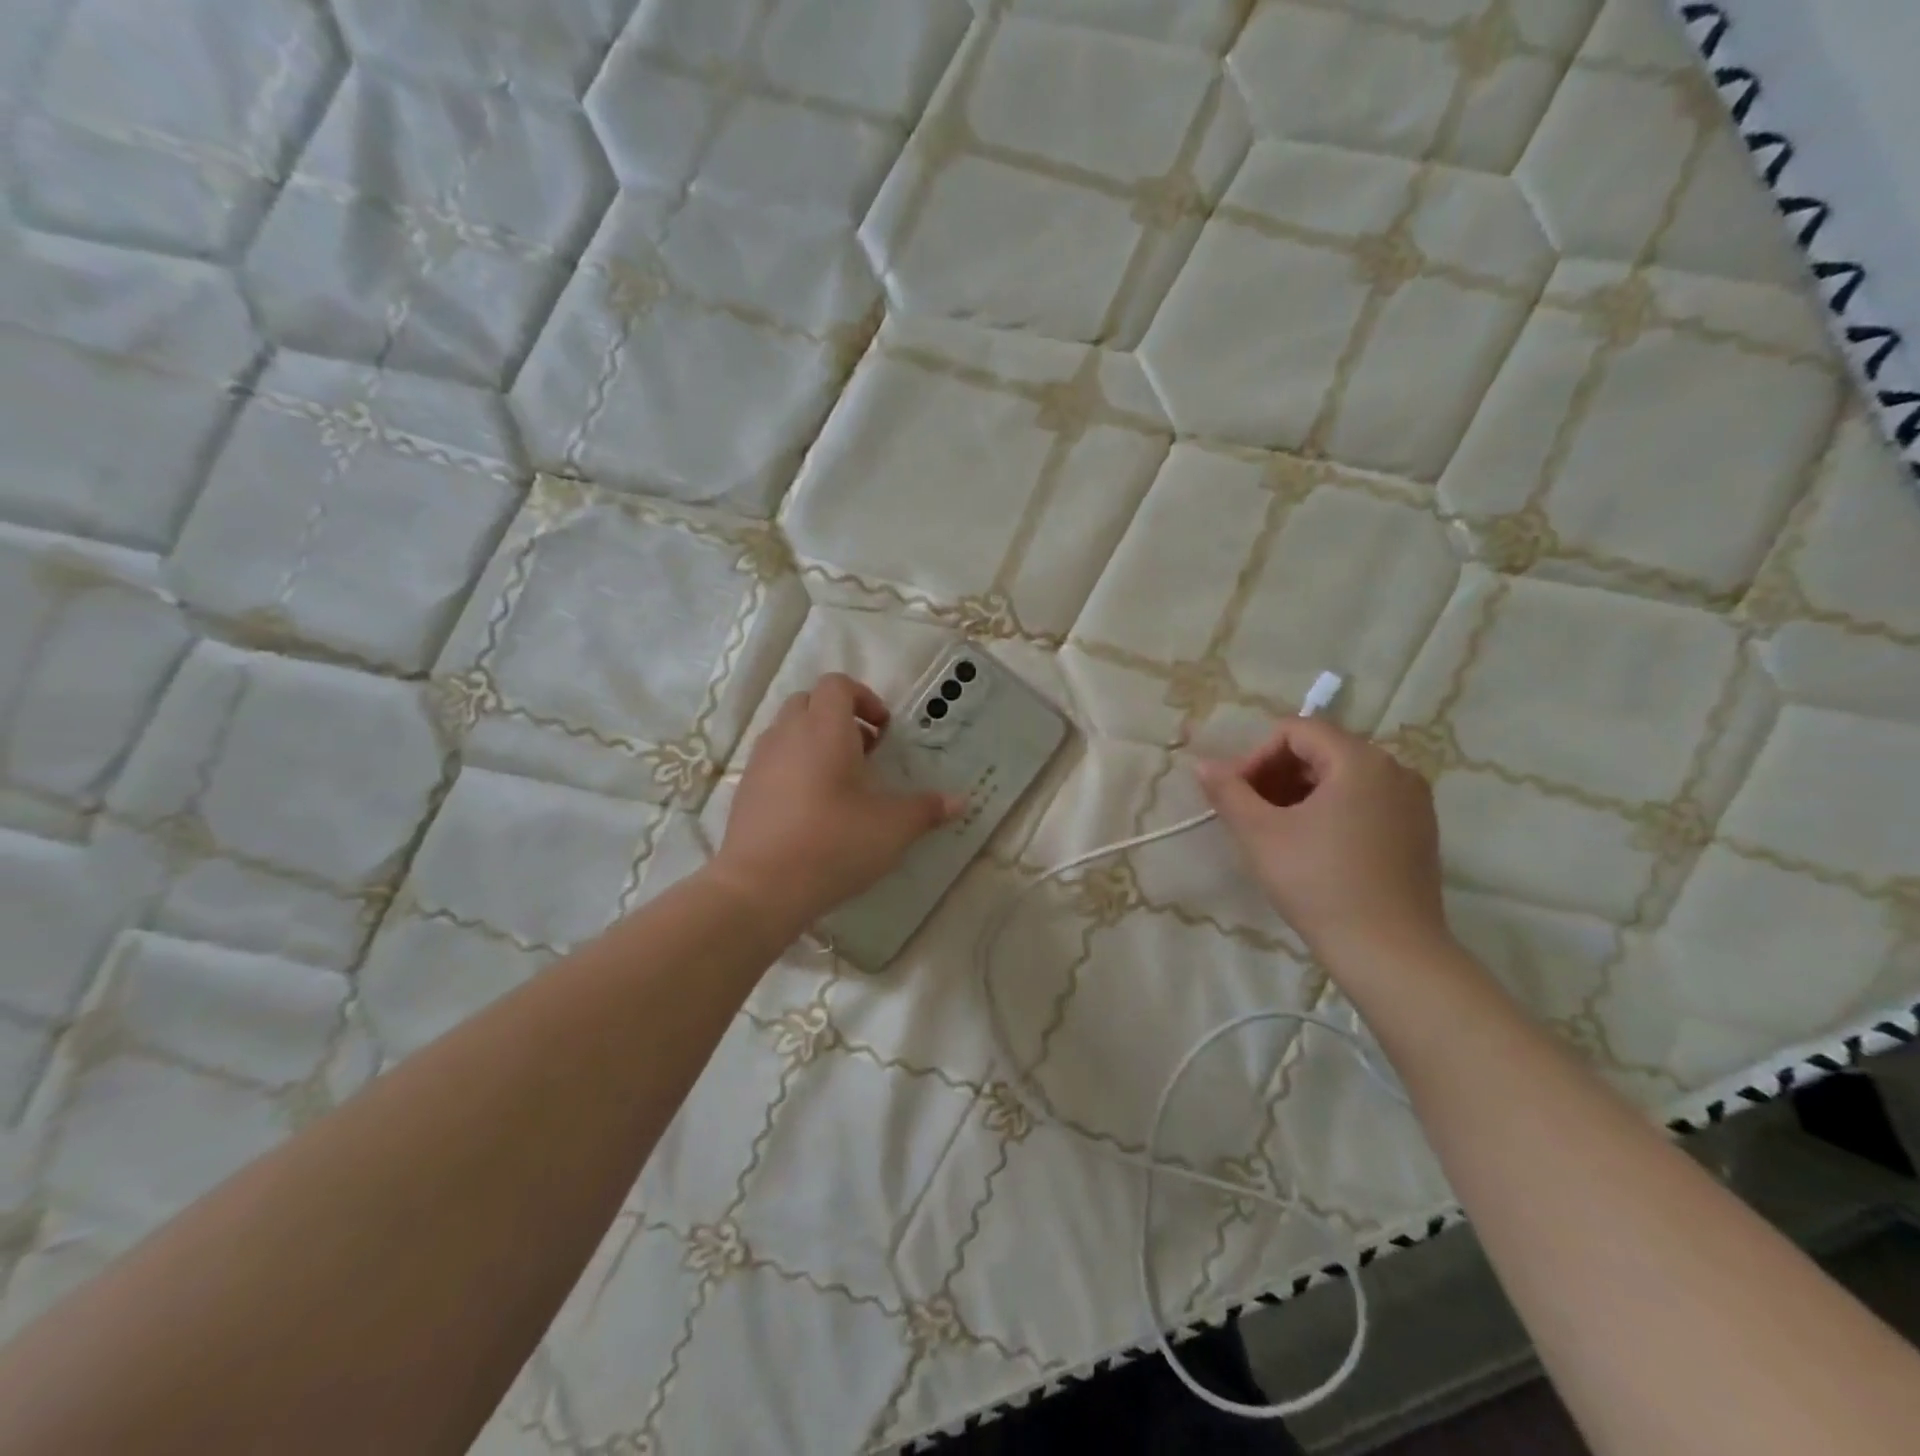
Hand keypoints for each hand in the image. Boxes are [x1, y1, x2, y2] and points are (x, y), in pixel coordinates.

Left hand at [712, 673, 955, 930]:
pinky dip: (794, 767)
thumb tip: (959, 802)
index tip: (883, 731)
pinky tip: (812, 808)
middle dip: (839, 717)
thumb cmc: (834, 843)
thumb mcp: (892, 828)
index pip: (837, 684)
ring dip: (815, 742)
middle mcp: (788, 734)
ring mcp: (761, 761)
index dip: (864, 698)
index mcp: (824, 728)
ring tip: (840, 781)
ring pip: (788, 731)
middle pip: (810, 702)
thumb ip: (926, 809)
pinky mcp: (745, 790)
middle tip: (865, 752)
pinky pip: (773, 761)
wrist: (761, 887)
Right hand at [1195, 718, 1449, 969]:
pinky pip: (1365, 801)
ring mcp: (1412, 801)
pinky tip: (1311, 847)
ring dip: (1300, 793)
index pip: (1295, 731)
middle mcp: (1394, 769)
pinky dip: (1331, 810)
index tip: (1236, 794)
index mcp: (1359, 760)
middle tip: (1249, 813)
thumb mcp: (1260, 834)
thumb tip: (1203, 764)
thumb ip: (1228, 791)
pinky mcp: (1419, 831)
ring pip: (1342, 778)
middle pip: (1320, 751)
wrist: (1389, 952)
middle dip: (1276, 775)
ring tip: (1275, 831)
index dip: (1255, 756)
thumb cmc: (1318, 883)